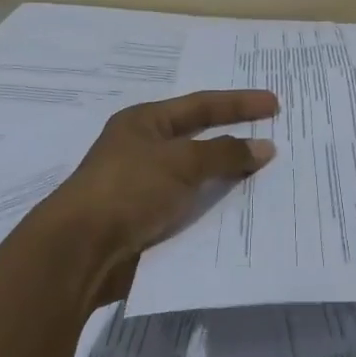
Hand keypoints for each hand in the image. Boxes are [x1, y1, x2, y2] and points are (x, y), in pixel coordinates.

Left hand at [46, 90, 278, 298]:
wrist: (80, 252)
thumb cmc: (128, 190)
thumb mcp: (180, 162)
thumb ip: (225, 153)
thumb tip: (264, 147)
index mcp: (145, 122)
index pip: (201, 105)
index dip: (239, 104)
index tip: (275, 105)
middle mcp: (144, 150)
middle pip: (200, 140)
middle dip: (236, 140)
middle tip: (275, 139)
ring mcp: (144, 188)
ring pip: (198, 177)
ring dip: (228, 178)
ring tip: (269, 179)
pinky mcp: (147, 222)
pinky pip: (191, 208)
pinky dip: (214, 208)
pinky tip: (242, 213)